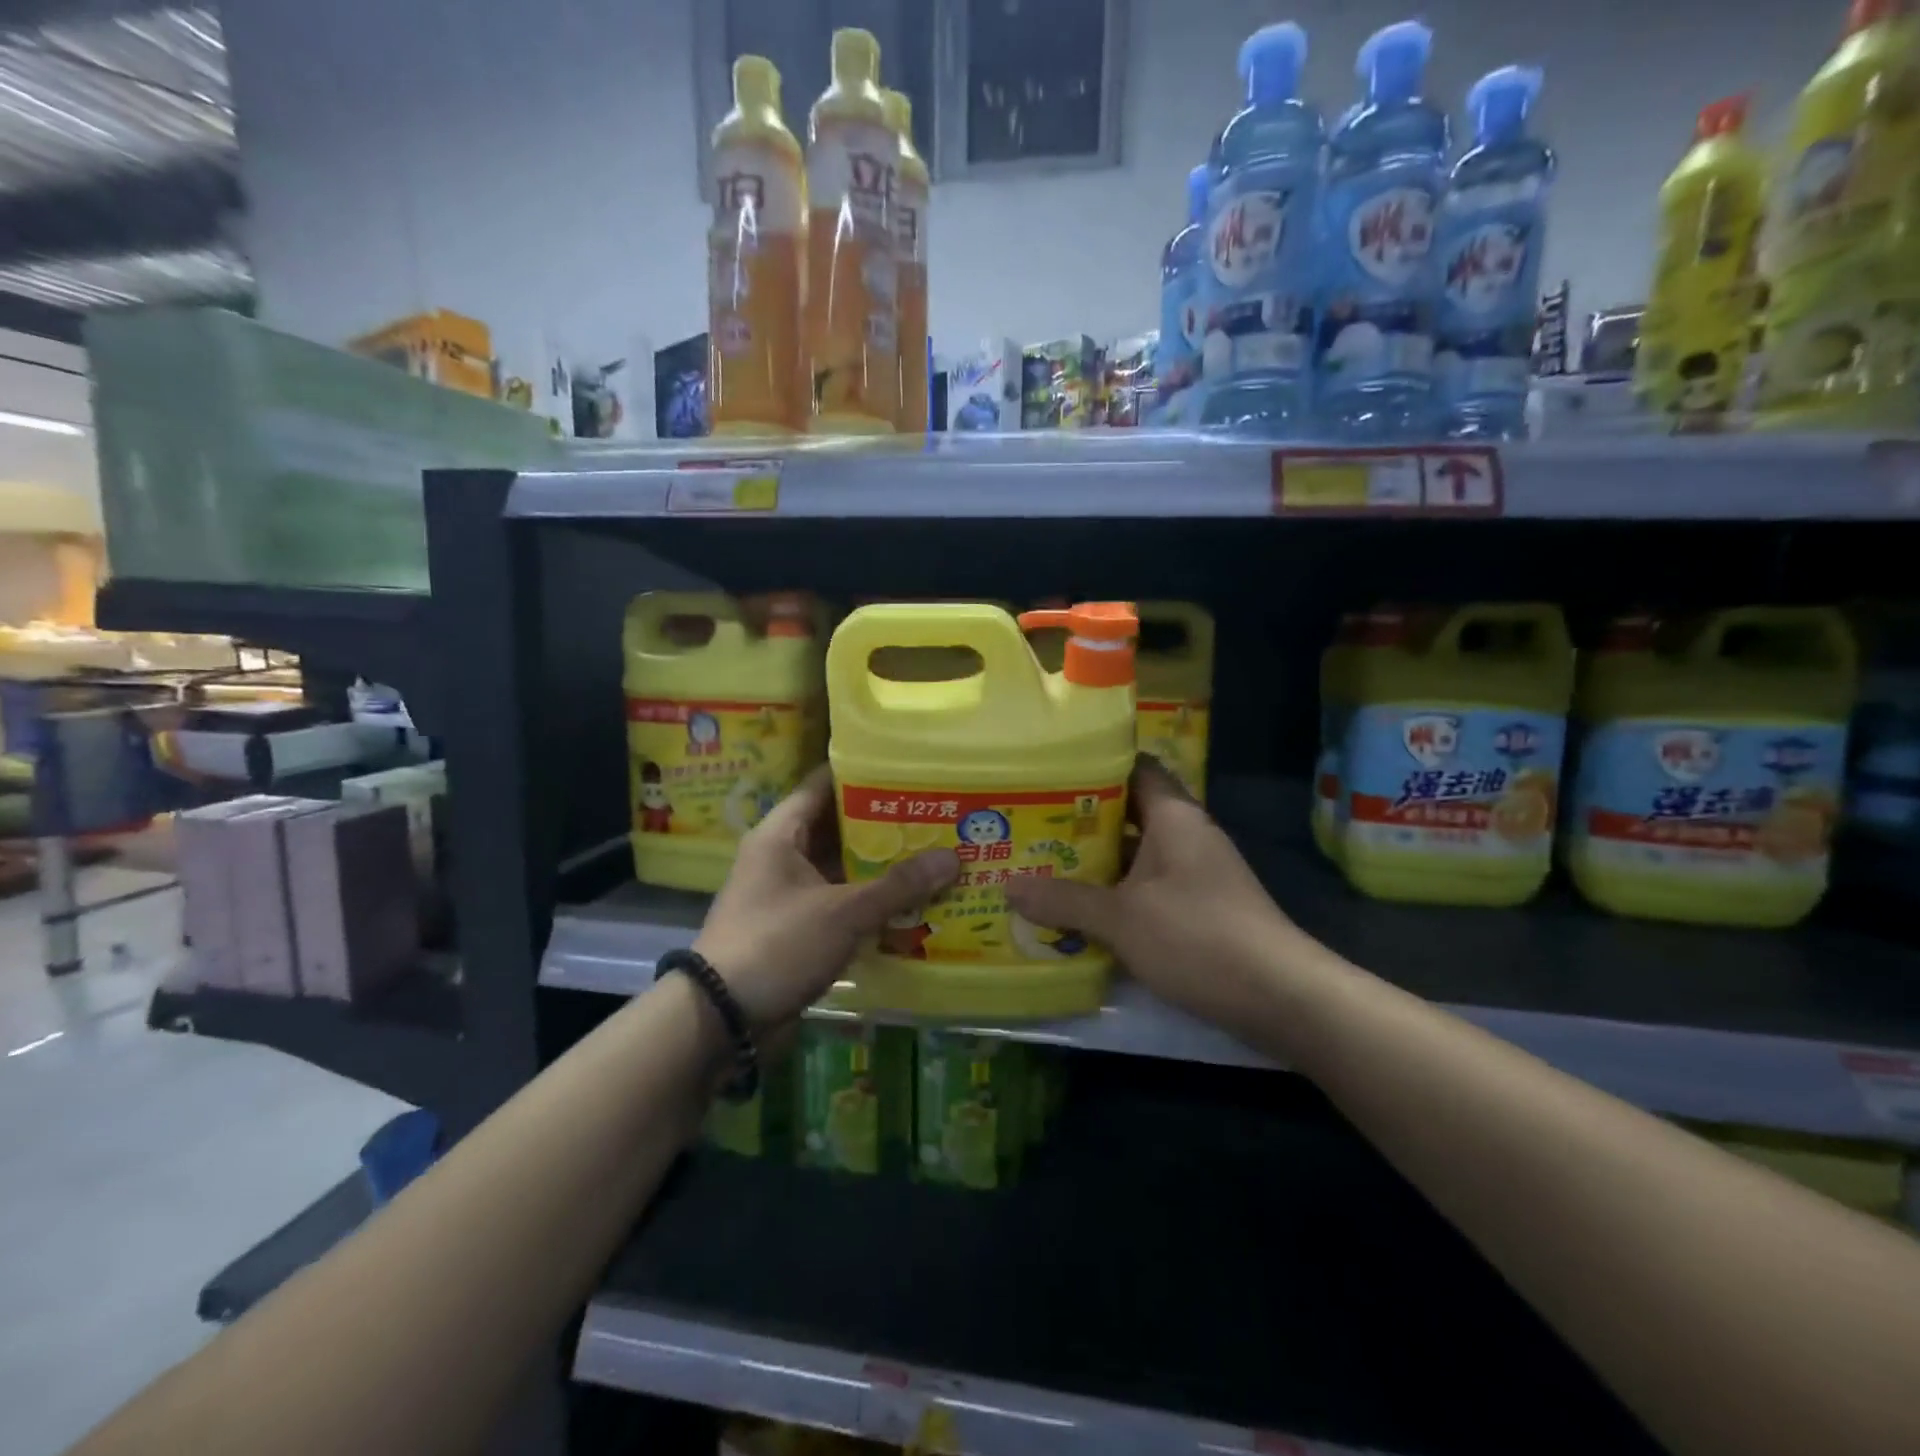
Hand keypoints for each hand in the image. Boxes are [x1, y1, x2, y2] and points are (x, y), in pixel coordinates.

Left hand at [693, 765, 958, 1030]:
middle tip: (933, 815)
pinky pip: (838, 902)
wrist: (721, 1018)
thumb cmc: (777, 945)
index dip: (862, 772)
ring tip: (932, 854)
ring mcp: (788, 893)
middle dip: (883, 824)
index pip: (823, 784)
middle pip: (837, 827)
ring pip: (840, 868)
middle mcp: (781, 856)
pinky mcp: (796, 927)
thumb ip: (897, 886)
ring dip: (879, 867)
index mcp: (780, 834)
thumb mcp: (842, 912)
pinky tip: (910, 903)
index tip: (906, 769)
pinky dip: (868, 901)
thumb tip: (953, 858)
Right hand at [1004, 757, 1296, 1031]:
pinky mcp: (1200, 906)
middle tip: (1029, 823)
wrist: (1281, 997)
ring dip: (1097, 861)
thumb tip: (1008, 887)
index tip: (1048, 772)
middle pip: (1129, 812)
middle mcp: (1187, 835)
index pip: (1134, 768)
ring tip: (1042, 863)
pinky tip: (1082, 907)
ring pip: (1137, 853)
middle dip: (1081, 820)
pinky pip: (1149, 885)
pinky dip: (1117, 892)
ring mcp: (1196, 872)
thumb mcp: (1122, 919)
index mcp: (1174, 816)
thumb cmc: (1198, 937)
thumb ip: (1065, 901)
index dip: (1093, 765)